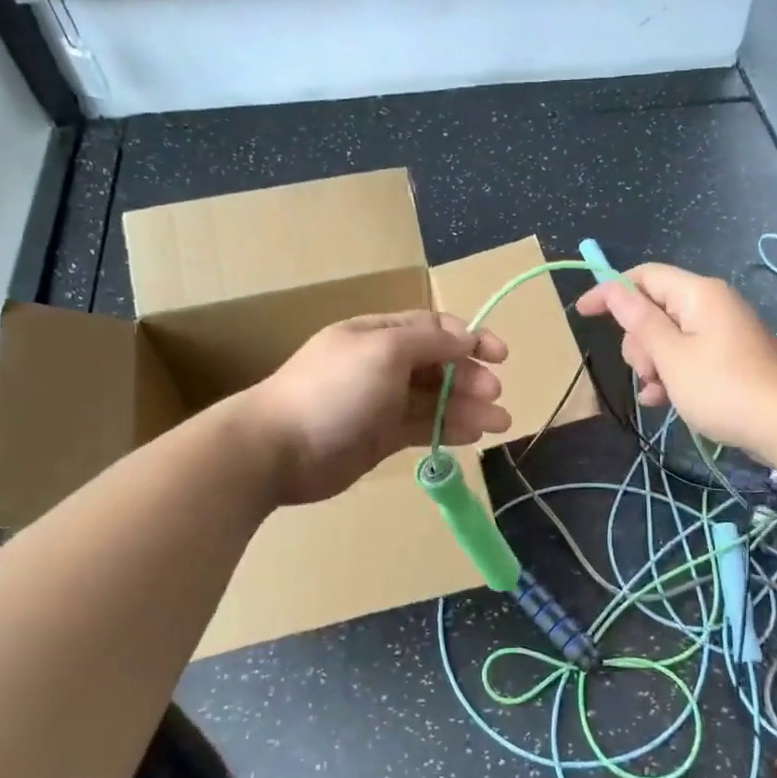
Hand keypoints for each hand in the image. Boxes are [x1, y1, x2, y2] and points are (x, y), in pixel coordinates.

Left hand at [238, 311, 510, 504]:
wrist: (277, 449)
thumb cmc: (333, 389)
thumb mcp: (383, 351)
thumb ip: (429, 341)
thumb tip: (466, 337)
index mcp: (379, 334)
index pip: (433, 328)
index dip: (470, 338)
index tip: (500, 355)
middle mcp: (382, 363)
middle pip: (438, 364)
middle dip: (470, 376)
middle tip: (495, 394)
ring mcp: (381, 401)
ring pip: (435, 399)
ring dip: (468, 407)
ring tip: (500, 423)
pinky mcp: (381, 436)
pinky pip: (423, 426)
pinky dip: (449, 429)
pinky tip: (473, 435)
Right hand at [575, 264, 776, 458]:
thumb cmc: (722, 387)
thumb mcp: (671, 355)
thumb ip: (639, 321)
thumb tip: (613, 289)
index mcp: (698, 294)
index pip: (644, 276)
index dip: (610, 290)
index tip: (583, 313)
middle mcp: (711, 305)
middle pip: (655, 309)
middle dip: (638, 340)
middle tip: (645, 371)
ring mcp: (723, 333)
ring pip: (668, 337)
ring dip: (653, 363)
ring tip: (657, 392)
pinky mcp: (729, 358)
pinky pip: (688, 356)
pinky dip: (672, 374)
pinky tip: (663, 401)